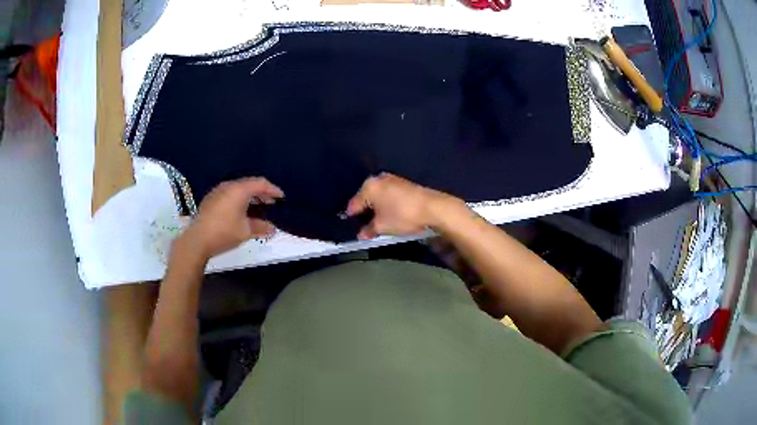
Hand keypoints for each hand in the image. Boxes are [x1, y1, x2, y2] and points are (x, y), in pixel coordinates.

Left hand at [177, 177, 283, 258]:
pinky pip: (229, 194)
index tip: (282, 197)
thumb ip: (261, 227)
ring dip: (249, 196)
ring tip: (257, 206)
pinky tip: (240, 210)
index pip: (260, 183)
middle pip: (249, 184)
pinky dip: (239, 199)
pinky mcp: (210, 199)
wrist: (197, 240)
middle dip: (261, 193)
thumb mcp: (246, 231)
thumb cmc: (224, 232)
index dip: (273, 189)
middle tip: (271, 202)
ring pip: (238, 189)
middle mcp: (228, 186)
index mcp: (239, 190)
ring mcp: (217, 191)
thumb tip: (273, 228)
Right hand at [346, 173, 466, 238]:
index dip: (352, 217)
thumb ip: (369, 230)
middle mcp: (378, 179)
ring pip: (378, 195)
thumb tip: (361, 234)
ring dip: (377, 207)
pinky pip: (388, 194)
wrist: (432, 208)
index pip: (354, 203)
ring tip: (379, 222)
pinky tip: (390, 214)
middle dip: (365, 211)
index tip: (352, 226)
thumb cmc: (402, 216)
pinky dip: (387, 203)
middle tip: (365, 226)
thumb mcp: (382, 227)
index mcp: (369, 187)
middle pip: (366, 197)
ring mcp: (392, 179)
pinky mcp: (404, 183)